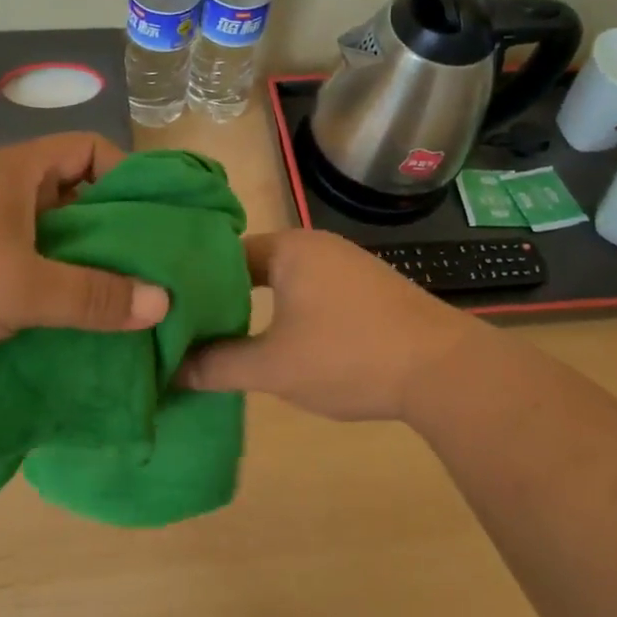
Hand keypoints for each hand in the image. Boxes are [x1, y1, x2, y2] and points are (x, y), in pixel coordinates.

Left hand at [0, 134, 169, 375]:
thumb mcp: (20, 287)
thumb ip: (93, 296)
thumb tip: (163, 302)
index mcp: (17, 171)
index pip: (91, 149)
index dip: (129, 176)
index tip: (154, 222)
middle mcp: (0, 189)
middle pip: (75, 196)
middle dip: (112, 232)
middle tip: (150, 273)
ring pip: (48, 237)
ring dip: (80, 266)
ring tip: (117, 305)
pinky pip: (21, 265)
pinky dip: (47, 287)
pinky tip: (67, 323)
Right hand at [178, 229, 490, 420]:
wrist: (444, 371)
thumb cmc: (348, 356)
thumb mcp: (274, 367)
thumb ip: (218, 365)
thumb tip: (172, 370)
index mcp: (289, 248)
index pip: (224, 255)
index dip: (196, 283)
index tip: (173, 311)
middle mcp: (317, 245)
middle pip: (254, 267)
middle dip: (226, 298)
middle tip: (193, 329)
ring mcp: (347, 264)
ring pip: (286, 281)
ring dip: (261, 307)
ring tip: (231, 340)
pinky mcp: (369, 288)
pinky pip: (315, 292)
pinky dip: (293, 312)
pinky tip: (286, 341)